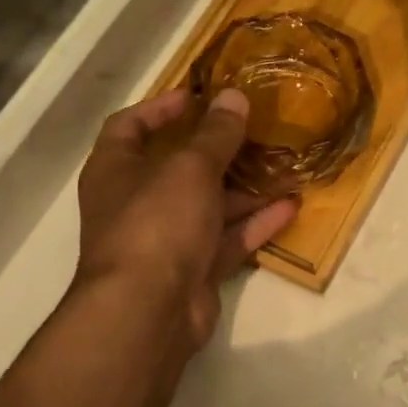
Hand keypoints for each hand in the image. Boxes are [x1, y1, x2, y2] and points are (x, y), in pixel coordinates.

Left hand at [73, 88, 298, 349]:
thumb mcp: (190, 168)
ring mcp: (166, 238)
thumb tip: (234, 96)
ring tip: (285, 167)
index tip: (198, 95)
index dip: (161, 107)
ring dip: (245, 188)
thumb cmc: (158, 222)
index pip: (130, 126)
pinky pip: (227, 238)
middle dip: (217, 149)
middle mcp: (137, 201)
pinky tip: (290, 206)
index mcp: (116, 169)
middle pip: (178, 167)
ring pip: (209, 204)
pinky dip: (255, 223)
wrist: (148, 311)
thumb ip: (216, 133)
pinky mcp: (193, 268)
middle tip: (254, 130)